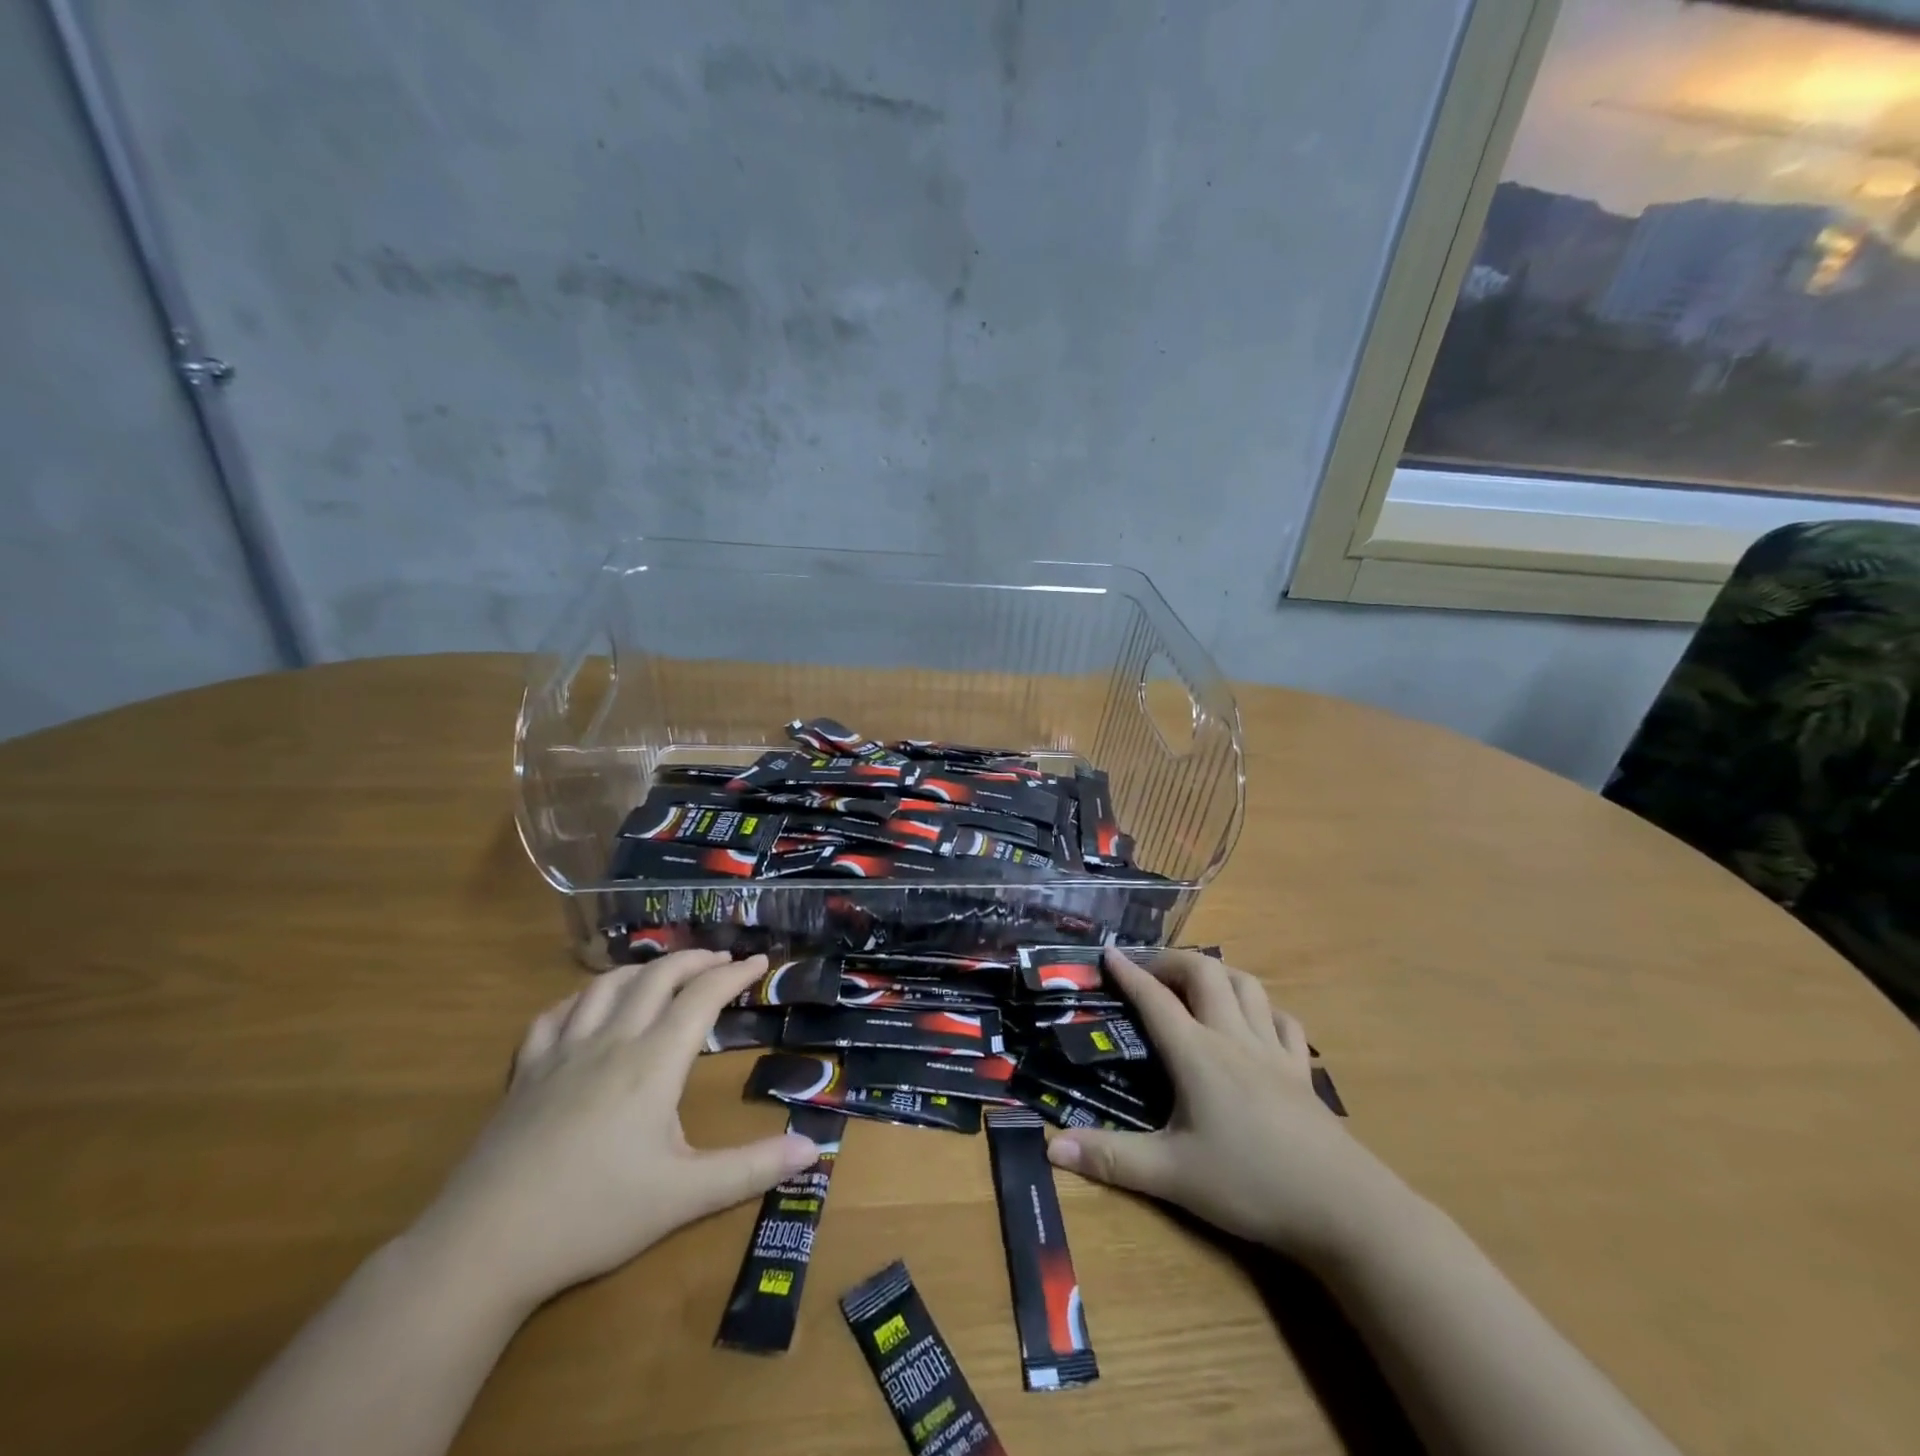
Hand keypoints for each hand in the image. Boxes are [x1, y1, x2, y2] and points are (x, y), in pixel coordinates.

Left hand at [408, 951, 818, 1314]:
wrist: (483, 1247)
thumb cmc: (593, 1216)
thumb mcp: (684, 1197)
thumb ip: (751, 1169)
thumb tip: (815, 1148)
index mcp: (653, 1062)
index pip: (702, 997)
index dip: (734, 974)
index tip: (759, 962)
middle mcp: (611, 1041)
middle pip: (656, 977)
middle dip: (694, 960)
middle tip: (720, 960)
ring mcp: (562, 1052)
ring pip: (605, 985)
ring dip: (641, 969)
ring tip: (662, 972)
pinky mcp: (524, 1073)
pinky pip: (554, 1014)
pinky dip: (581, 998)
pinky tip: (587, 1007)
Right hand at [1046, 948, 1411, 1266]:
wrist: (1342, 1207)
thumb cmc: (1250, 1183)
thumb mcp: (1172, 1175)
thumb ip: (1112, 1158)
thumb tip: (1051, 1150)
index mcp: (1197, 1053)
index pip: (1155, 998)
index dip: (1129, 972)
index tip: (1109, 952)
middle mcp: (1233, 1037)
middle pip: (1205, 973)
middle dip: (1173, 962)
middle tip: (1150, 974)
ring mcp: (1273, 1050)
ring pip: (1247, 986)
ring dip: (1218, 974)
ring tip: (1197, 987)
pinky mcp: (1302, 1071)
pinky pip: (1284, 1021)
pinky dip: (1264, 1009)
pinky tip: (1256, 1022)